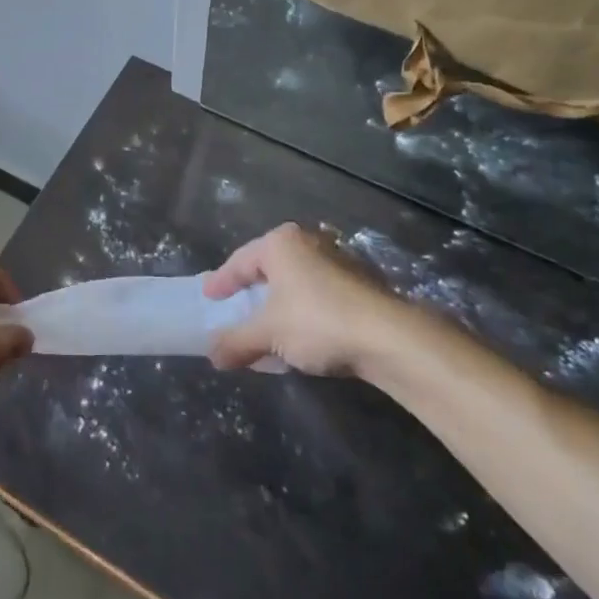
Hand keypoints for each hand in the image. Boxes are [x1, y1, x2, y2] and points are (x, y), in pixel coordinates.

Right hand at [204, 223, 407, 378]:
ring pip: (295, 283)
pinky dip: (301, 314)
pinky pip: (316, 296)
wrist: (390, 338)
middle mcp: (308, 243)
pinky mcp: (359, 286)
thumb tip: (213, 355)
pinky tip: (298, 338)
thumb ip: (236, 341)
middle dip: (251, 292)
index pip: (240, 261)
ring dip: (277, 306)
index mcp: (281, 243)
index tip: (208, 296)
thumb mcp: (267, 333)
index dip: (221, 281)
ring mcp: (337, 262)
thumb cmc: (317, 321)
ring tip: (264, 328)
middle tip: (234, 308)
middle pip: (268, 269)